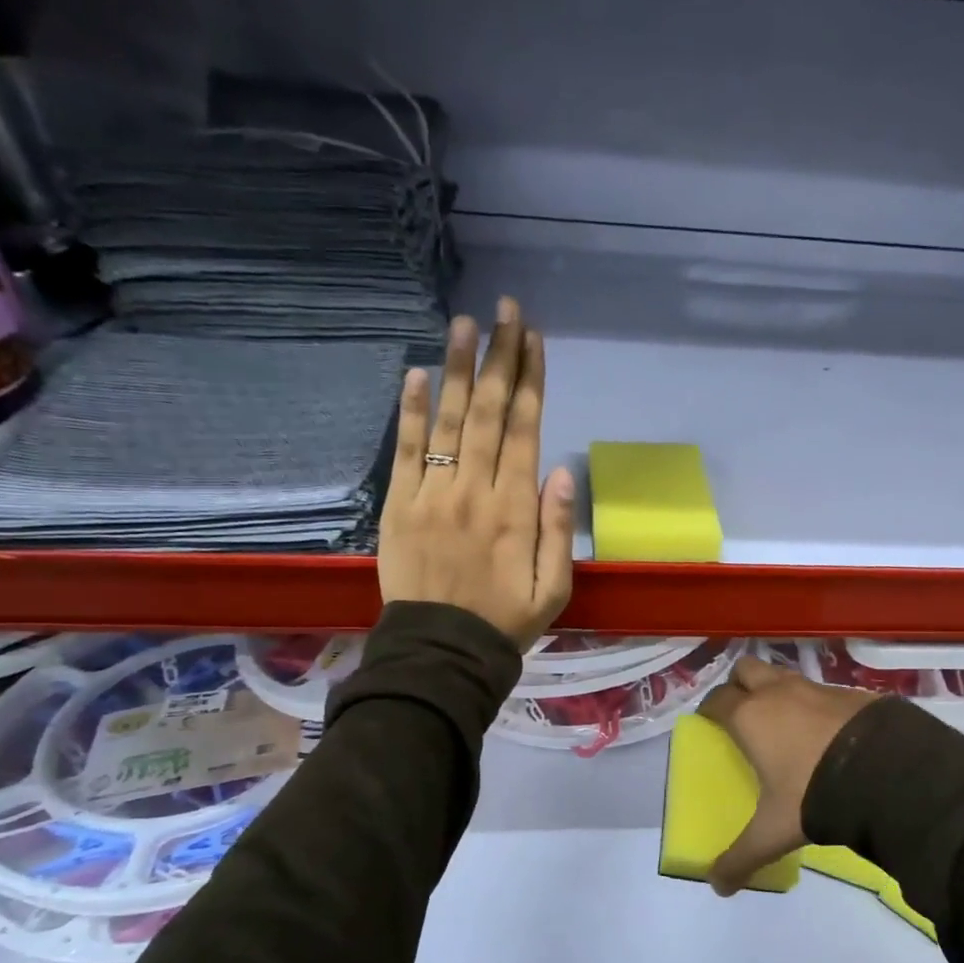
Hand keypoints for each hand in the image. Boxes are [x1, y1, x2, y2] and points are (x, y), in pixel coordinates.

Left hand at [378, 297, 574, 649]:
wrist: (442, 652)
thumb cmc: (505, 621)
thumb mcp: (554, 587)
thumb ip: (559, 528)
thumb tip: (563, 469)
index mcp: (516, 509)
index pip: (525, 430)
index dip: (531, 381)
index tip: (534, 339)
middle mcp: (475, 490)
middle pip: (490, 413)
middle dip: (500, 357)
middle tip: (505, 311)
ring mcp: (433, 494)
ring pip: (449, 420)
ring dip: (458, 369)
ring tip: (465, 323)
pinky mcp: (400, 505)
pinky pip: (406, 450)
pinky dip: (411, 411)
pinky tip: (417, 373)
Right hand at [697, 656, 874, 895]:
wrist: (886, 772)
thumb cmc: (813, 794)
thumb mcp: (773, 832)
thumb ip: (741, 857)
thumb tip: (717, 886)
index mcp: (750, 717)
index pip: (716, 700)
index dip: (709, 710)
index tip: (709, 724)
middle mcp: (778, 692)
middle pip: (746, 670)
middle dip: (740, 685)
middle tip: (743, 713)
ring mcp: (817, 687)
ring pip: (784, 676)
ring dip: (778, 691)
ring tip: (785, 723)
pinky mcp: (851, 692)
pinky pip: (822, 691)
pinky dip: (816, 704)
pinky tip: (827, 732)